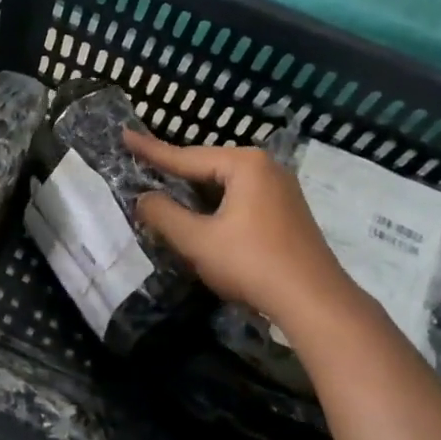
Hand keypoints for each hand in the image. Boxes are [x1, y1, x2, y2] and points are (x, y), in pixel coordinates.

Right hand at [122, 129, 361, 337]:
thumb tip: (143, 198)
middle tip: (143, 165)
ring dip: (196, 192)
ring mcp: (282, 190)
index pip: (186, 156)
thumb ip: (164, 215)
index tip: (124, 135)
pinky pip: (242, 198)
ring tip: (166, 190)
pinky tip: (203, 216)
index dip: (151, 150)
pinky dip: (217, 204)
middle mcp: (266, 168)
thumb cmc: (252, 264)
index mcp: (244, 164)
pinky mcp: (288, 213)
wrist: (316, 304)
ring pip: (225, 184)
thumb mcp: (197, 240)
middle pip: (208, 167)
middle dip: (176, 172)